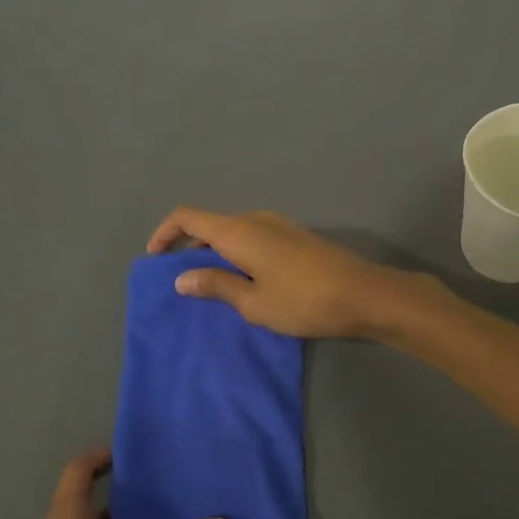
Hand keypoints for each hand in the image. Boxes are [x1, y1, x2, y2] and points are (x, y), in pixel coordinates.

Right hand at [145, 207, 423, 339]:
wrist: (364, 294)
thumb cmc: (303, 301)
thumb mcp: (253, 302)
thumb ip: (216, 286)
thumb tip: (181, 278)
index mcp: (238, 231)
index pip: (187, 216)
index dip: (164, 233)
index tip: (154, 260)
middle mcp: (256, 219)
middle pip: (210, 224)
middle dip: (189, 249)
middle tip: (182, 283)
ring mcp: (279, 226)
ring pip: (233, 232)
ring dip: (215, 254)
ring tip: (211, 288)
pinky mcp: (296, 238)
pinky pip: (253, 239)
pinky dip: (238, 255)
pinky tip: (245, 283)